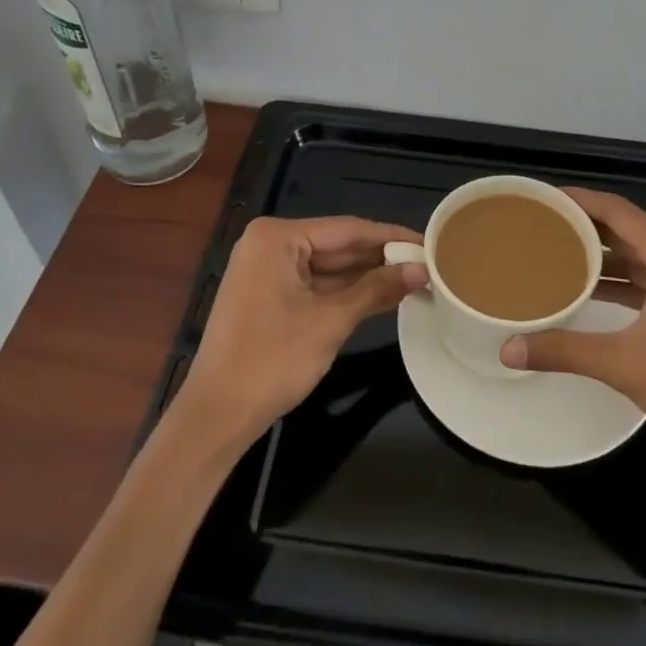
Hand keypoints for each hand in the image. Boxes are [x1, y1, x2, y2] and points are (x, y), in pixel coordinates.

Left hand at [177, 215, 426, 446]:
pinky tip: (383, 296)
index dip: (391, 237)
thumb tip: (422, 270)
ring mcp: (268, 271)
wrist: (216, 416)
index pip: (347, 229)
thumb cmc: (271, 361)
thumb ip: (376, 289)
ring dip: (367, 277)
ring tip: (415, 279)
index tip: (429, 242)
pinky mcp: (269, 296)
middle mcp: (270, 245)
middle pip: (338, 245)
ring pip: (329, 267)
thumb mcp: (330, 321)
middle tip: (428, 264)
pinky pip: (316, 285)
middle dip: (381, 258)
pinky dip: (347, 293)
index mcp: (277, 237)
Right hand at [500, 188, 645, 466]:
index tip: (544, 198)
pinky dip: (622, 282)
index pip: (617, 210)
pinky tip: (593, 294)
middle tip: (543, 226)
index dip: (580, 199)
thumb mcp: (624, 364)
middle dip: (586, 226)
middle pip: (628, 229)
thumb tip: (509, 349)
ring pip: (640, 257)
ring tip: (559, 255)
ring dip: (604, 255)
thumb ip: (565, 351)